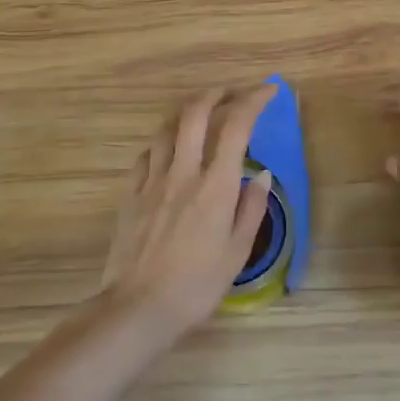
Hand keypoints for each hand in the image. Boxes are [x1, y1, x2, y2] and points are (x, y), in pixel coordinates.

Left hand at [104, 85, 276, 337]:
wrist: (138, 309)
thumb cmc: (196, 285)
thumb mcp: (237, 252)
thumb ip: (251, 208)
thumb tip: (262, 174)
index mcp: (215, 186)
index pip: (236, 126)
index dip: (253, 100)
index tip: (268, 91)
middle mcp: (183, 173)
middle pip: (195, 113)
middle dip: (216, 94)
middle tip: (231, 93)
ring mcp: (152, 181)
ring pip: (166, 128)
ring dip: (186, 113)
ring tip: (200, 115)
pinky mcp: (130, 194)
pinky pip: (146, 155)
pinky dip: (162, 143)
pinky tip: (168, 152)